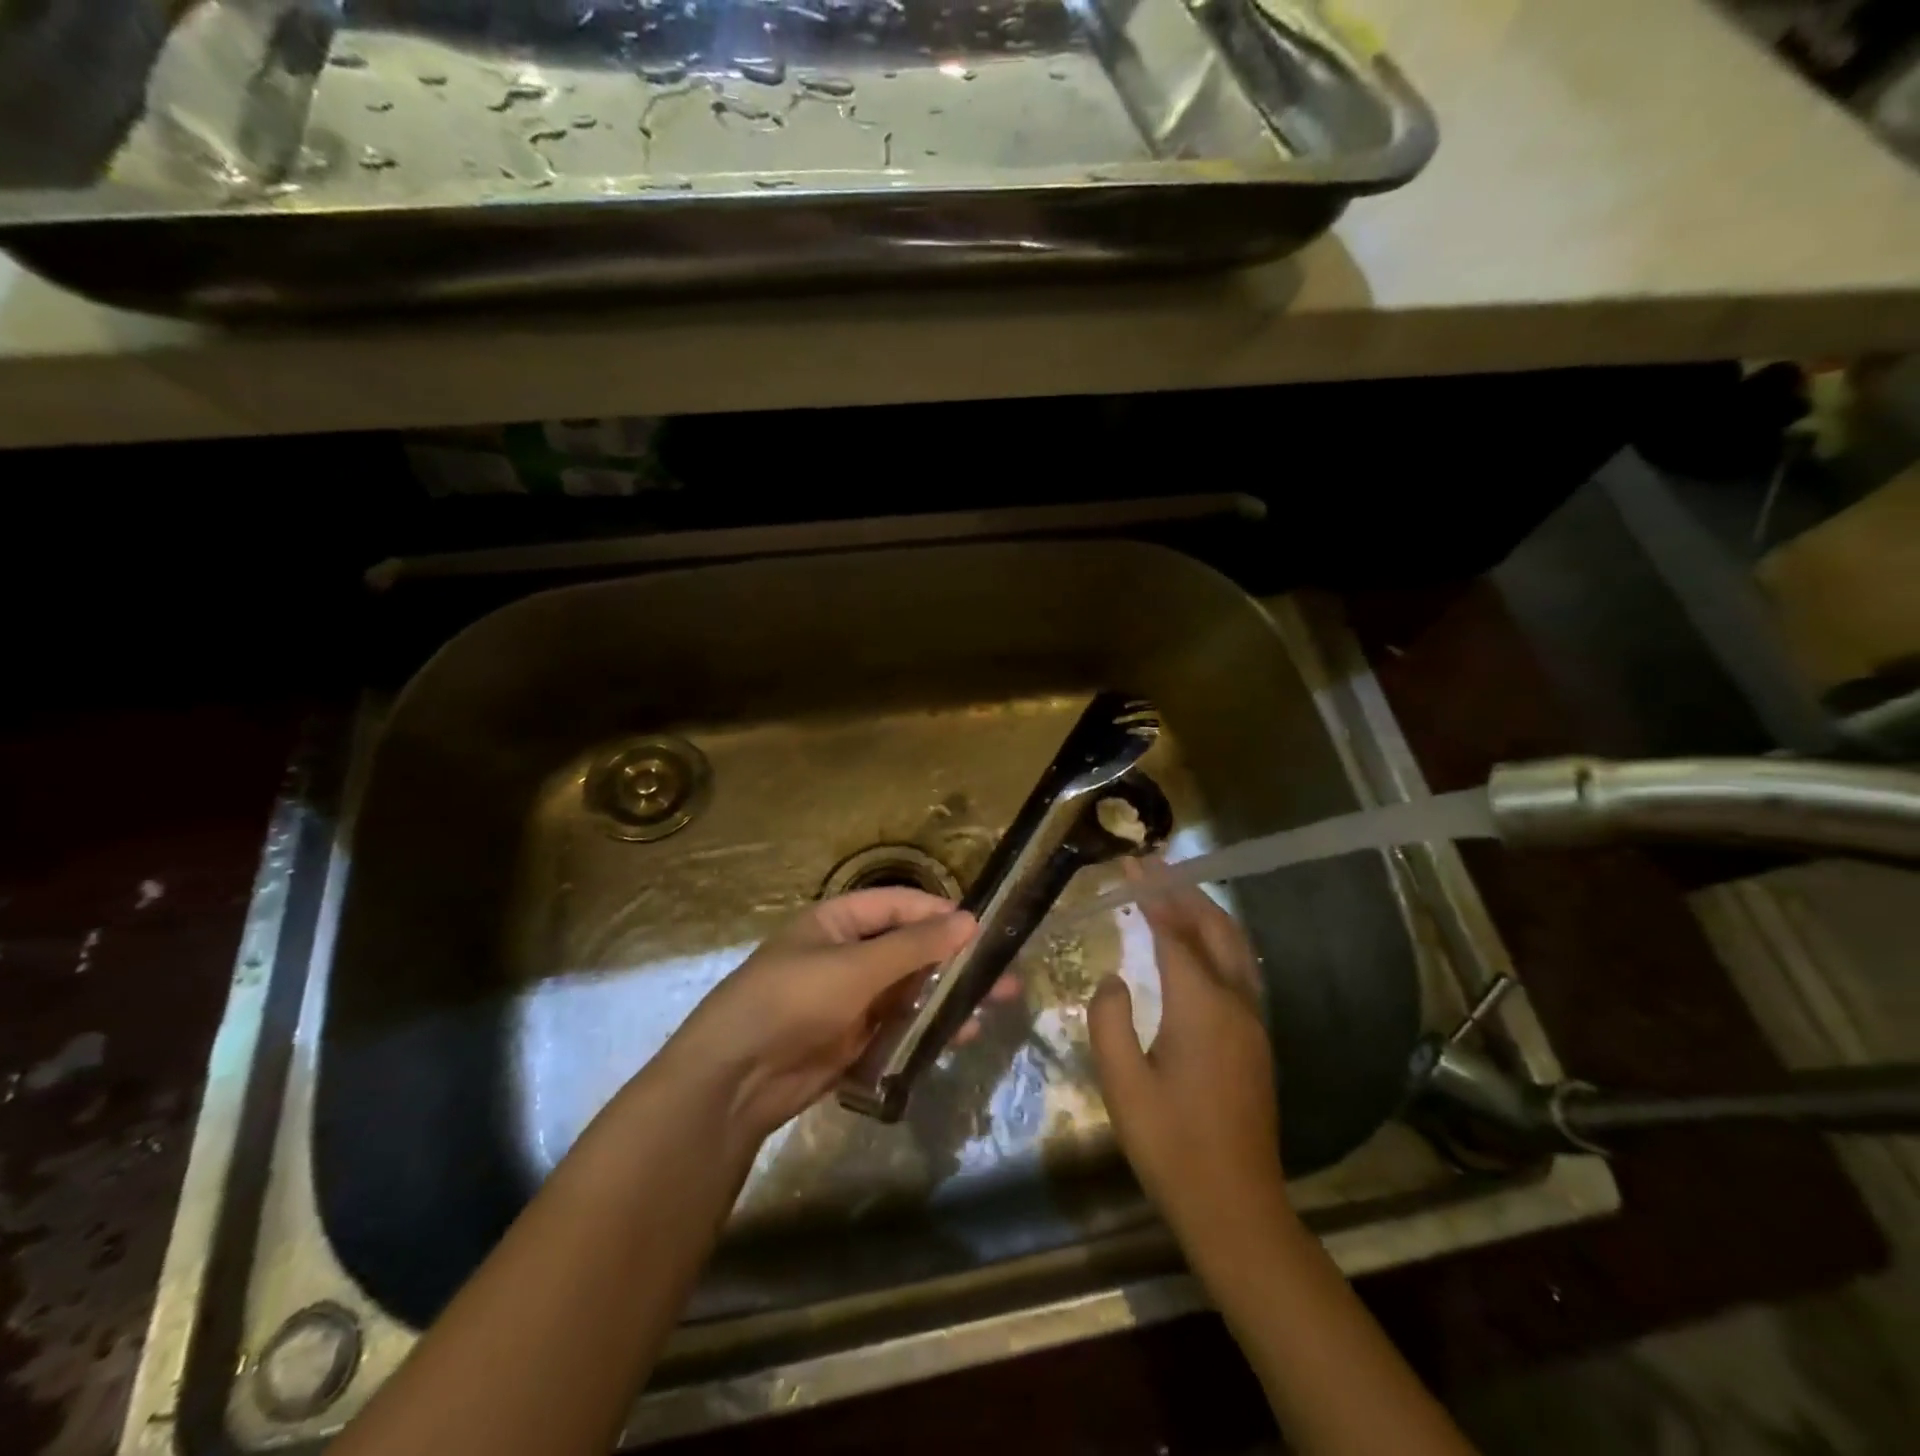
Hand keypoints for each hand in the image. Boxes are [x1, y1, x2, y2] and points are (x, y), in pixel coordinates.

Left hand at [661, 888, 977, 1140]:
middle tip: (1001, 971)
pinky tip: (961, 1034)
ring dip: (947, 995)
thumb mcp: (856, 967)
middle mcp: (846, 955)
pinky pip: (899, 1026)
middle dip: (952, 959)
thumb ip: (914, 946)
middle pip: (908, 948)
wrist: (733, 1079)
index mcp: (837, 922)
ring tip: (994, 1003)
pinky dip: (928, 1027)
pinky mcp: (853, 1040)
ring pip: (909, 990)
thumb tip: (969, 920)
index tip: (980, 926)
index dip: (937, 912)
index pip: (896, 904)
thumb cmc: (792, 1001)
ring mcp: (850, 1000)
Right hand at [1088, 863, 1288, 1255]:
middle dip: (1186, 893)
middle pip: (1216, 930)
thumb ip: (1109, 1021)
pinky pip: (1240, 970)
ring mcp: (1253, 1022)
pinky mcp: (1257, 1041)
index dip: (1154, 897)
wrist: (1235, 1206)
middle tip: (1155, 868)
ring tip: (1174, 894)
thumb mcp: (1122, 1085)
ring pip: (1235, 948)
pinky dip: (1216, 942)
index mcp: (1201, 1007)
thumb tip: (1113, 978)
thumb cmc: (1170, 1144)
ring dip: (1206, 914)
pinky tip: (1197, 947)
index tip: (1132, 867)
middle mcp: (1235, 1004)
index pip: (1175, 934)